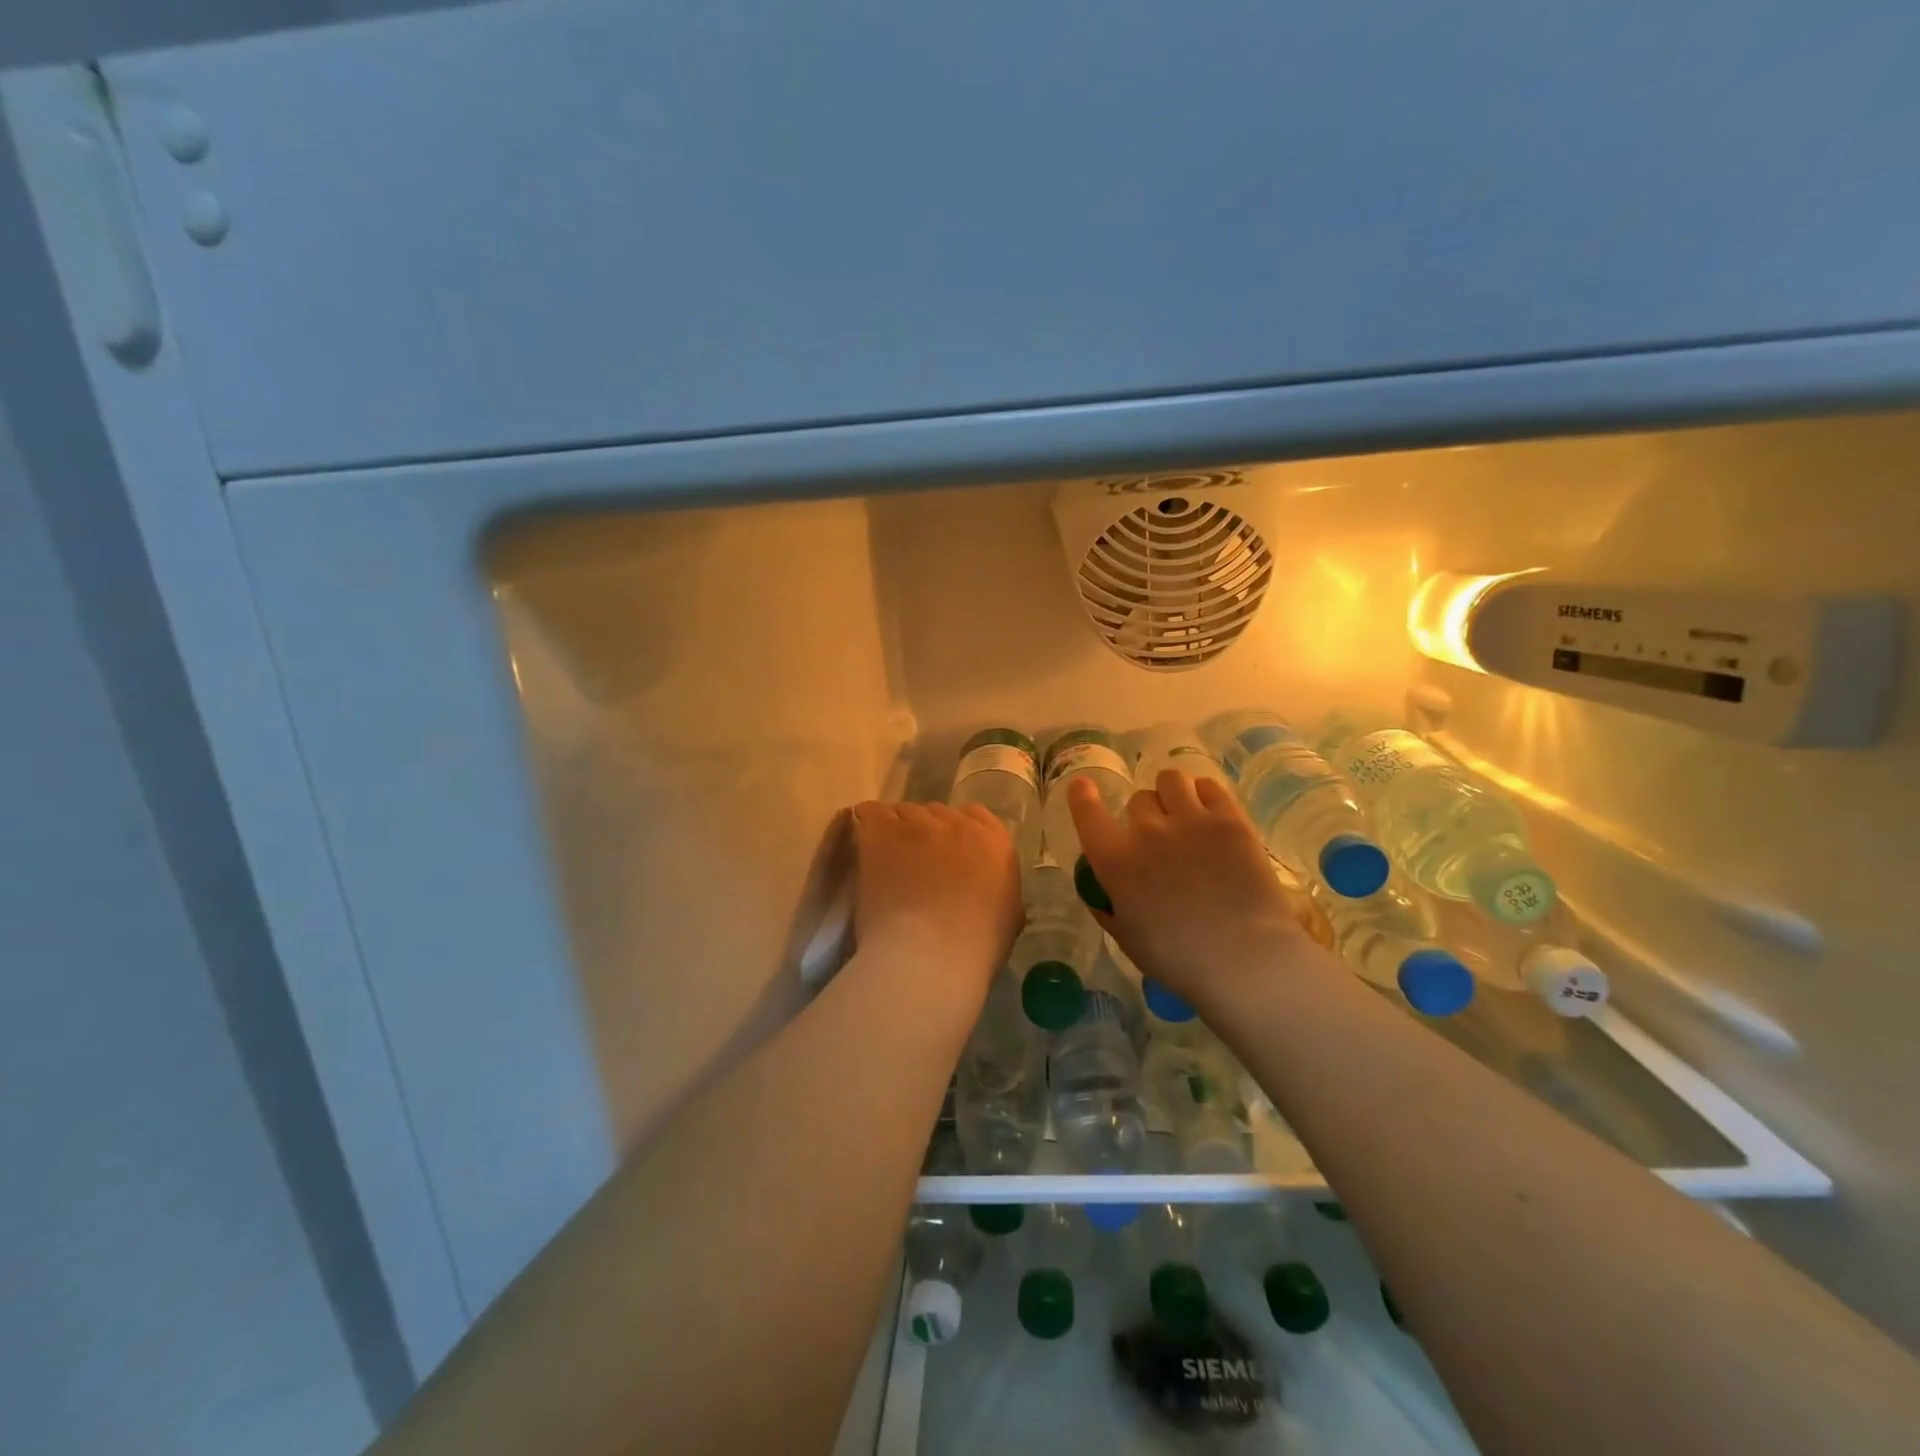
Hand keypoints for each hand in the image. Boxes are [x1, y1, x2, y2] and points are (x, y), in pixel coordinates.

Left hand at [849, 802, 1021, 1006]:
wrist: (931, 956)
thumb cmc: (975, 947)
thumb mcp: (1008, 916)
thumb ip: (998, 888)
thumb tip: (985, 888)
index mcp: (995, 841)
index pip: (975, 816)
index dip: (957, 834)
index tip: (948, 855)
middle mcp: (958, 823)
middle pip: (937, 813)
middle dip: (926, 833)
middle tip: (914, 863)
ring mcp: (918, 824)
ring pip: (903, 812)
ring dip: (896, 831)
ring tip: (886, 859)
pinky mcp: (882, 831)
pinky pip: (870, 813)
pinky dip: (867, 825)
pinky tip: (865, 846)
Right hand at [1068, 771, 1323, 1007]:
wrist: (1245, 960)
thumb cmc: (1179, 960)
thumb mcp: (1127, 939)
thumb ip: (1108, 908)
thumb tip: (1101, 892)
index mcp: (1116, 861)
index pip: (1087, 813)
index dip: (1082, 797)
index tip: (1082, 787)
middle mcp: (1147, 831)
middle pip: (1138, 799)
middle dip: (1144, 815)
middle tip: (1159, 837)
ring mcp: (1191, 820)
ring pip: (1171, 780)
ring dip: (1171, 793)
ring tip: (1184, 812)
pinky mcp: (1230, 820)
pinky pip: (1208, 786)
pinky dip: (1202, 794)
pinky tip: (1208, 811)